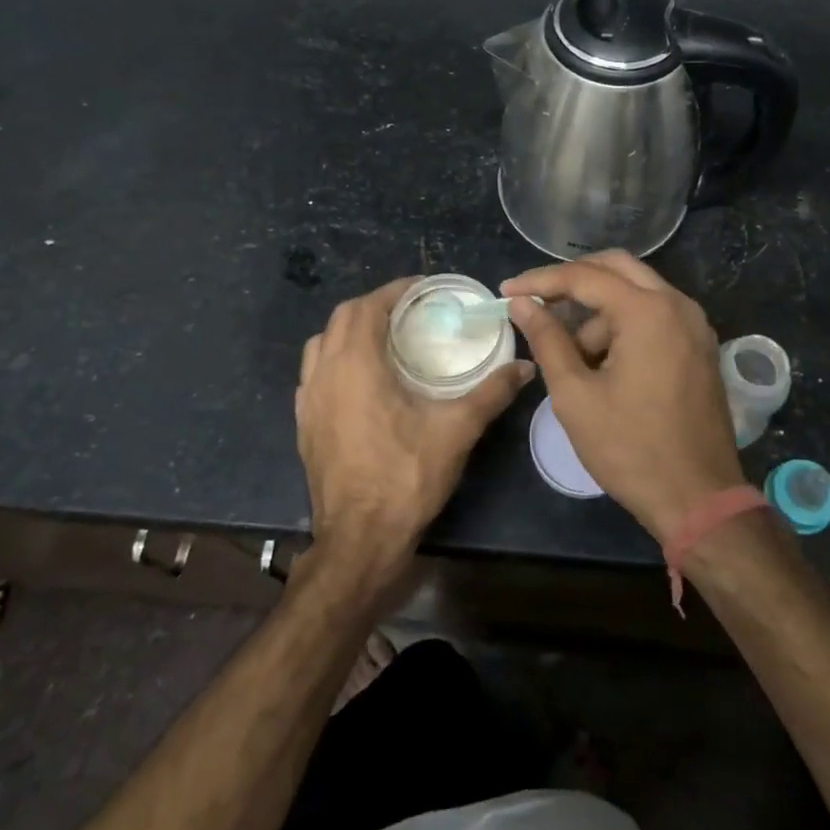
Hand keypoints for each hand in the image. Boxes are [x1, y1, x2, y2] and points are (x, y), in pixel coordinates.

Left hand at [296, 277, 534, 592]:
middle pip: (341, 318)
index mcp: (355, 365)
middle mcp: (324, 374)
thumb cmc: (405, 476)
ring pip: (321, 344)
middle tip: (409, 311)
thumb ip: (491, 392)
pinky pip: (313, 374)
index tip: (422, 289)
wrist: (359, 540)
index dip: (394, 291)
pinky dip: (334, 360)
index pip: (367, 307)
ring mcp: (307, 400)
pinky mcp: (303, 425)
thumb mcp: (457, 430)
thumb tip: (526, 367)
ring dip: (349, 331)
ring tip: (384, 338)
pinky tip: (360, 380)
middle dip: (374, 306)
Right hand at [503, 252, 742, 541]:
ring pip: (637, 291)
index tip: (507, 291)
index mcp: (648, 311)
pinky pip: (655, 314)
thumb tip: (522, 303)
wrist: (699, 500)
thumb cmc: (630, 449)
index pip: (584, 276)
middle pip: (616, 267)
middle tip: (537, 303)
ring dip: (599, 310)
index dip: (540, 280)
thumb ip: (547, 340)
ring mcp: (695, 325)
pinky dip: (624, 323)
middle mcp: (678, 305)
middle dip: (572, 281)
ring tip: (571, 356)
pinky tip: (601, 359)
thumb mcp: (576, 395)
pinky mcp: (699, 346)